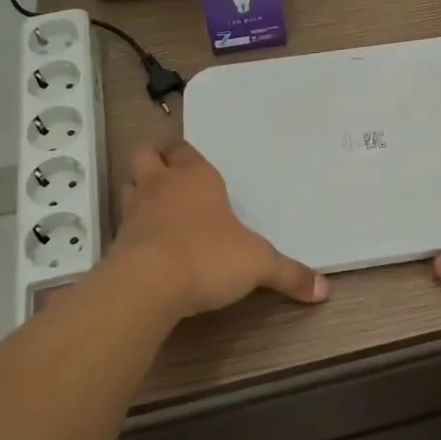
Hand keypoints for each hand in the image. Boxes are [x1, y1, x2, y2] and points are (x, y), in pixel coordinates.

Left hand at [107, 140, 327, 320]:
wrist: (149, 285)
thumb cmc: (209, 256)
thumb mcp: (259, 265)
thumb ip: (289, 274)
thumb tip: (324, 290)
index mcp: (196, 177)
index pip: (184, 149)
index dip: (187, 156)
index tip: (197, 168)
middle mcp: (161, 185)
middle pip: (145, 154)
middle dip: (154, 161)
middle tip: (170, 179)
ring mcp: (134, 211)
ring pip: (128, 184)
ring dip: (139, 192)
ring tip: (157, 210)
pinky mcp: (116, 242)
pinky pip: (123, 224)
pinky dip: (133, 229)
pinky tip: (149, 247)